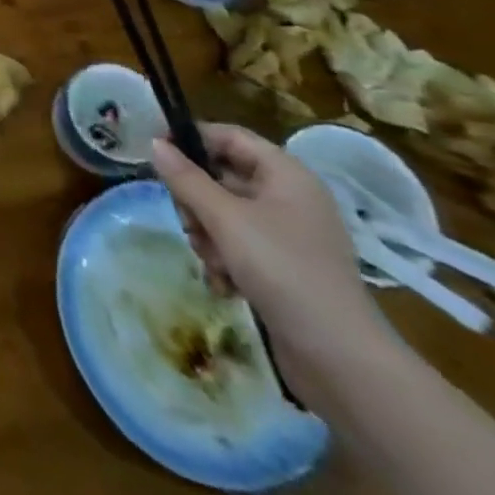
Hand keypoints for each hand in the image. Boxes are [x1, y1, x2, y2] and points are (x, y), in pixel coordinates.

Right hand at [152, 123, 389, 406]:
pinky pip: (239, 245)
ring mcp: (288, 235)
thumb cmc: (282, 269)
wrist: (340, 358)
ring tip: (212, 260)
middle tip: (187, 221)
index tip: (155, 151)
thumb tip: (154, 143)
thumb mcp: (225, 218)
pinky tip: (223, 283)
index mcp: (286, 175)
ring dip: (207, 234)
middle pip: (223, 177)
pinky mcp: (284, 268)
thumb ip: (185, 178)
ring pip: (225, 214)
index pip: (229, 137)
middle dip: (197, 200)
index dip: (191, 138)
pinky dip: (224, 259)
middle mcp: (289, 198)